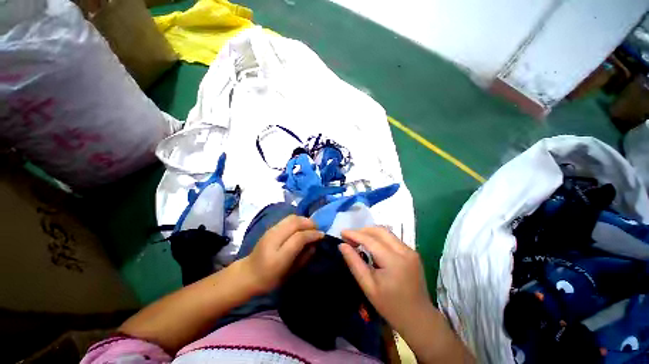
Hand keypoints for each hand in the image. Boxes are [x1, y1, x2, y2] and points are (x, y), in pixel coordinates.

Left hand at [241, 215, 323, 293]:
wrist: (248, 273)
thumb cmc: (270, 279)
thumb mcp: (290, 273)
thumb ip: (304, 258)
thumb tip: (315, 244)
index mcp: (278, 256)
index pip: (299, 238)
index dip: (312, 234)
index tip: (321, 235)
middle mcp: (273, 239)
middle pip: (295, 223)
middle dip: (309, 223)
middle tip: (317, 229)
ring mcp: (270, 231)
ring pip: (291, 218)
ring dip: (304, 220)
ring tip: (310, 226)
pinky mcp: (270, 228)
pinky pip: (287, 219)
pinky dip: (298, 220)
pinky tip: (301, 226)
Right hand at [339, 227, 433, 331]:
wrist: (419, 319)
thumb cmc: (390, 306)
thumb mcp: (368, 286)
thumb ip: (354, 263)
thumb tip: (342, 245)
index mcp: (394, 261)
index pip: (370, 240)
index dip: (354, 234)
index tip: (342, 232)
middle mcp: (405, 251)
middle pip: (380, 231)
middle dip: (362, 230)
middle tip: (349, 237)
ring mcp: (411, 251)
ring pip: (387, 233)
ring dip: (370, 233)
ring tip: (357, 240)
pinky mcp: (412, 253)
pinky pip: (392, 239)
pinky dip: (379, 238)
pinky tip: (371, 245)